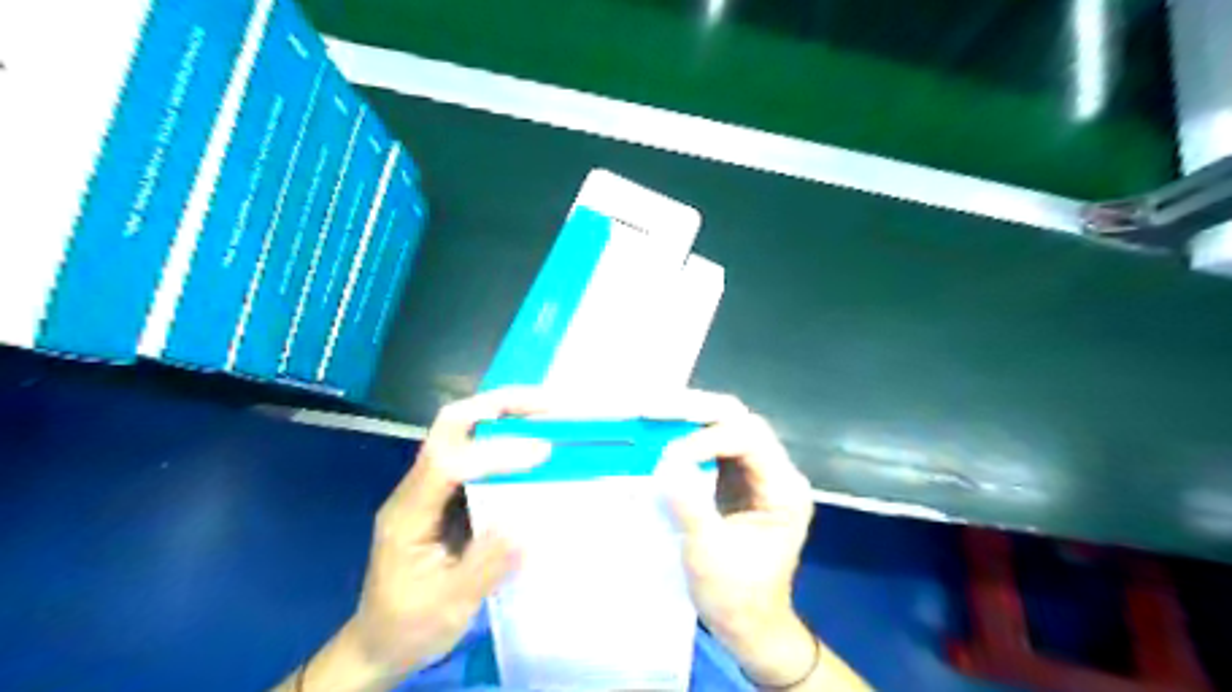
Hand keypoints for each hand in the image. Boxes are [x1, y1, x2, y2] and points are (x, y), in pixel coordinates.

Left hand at [286, 388, 551, 691]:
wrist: (379, 642)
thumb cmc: (408, 626)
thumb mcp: (447, 607)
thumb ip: (485, 566)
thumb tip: (525, 527)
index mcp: (408, 514)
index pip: (447, 463)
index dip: (494, 451)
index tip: (542, 453)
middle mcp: (417, 488)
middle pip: (451, 425)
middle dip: (499, 406)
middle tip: (547, 405)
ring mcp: (431, 487)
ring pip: (463, 430)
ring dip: (506, 414)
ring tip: (549, 414)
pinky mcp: (447, 494)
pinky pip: (476, 452)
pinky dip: (508, 438)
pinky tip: (534, 442)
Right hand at [653, 395, 816, 687]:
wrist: (750, 625)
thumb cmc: (736, 596)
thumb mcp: (710, 555)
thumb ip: (690, 507)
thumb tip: (666, 464)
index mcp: (783, 489)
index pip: (749, 439)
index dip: (707, 440)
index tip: (668, 457)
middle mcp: (775, 472)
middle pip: (740, 421)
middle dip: (697, 411)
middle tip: (653, 408)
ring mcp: (757, 474)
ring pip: (726, 426)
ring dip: (689, 418)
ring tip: (652, 413)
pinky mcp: (737, 480)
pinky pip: (713, 445)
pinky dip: (687, 436)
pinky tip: (661, 434)